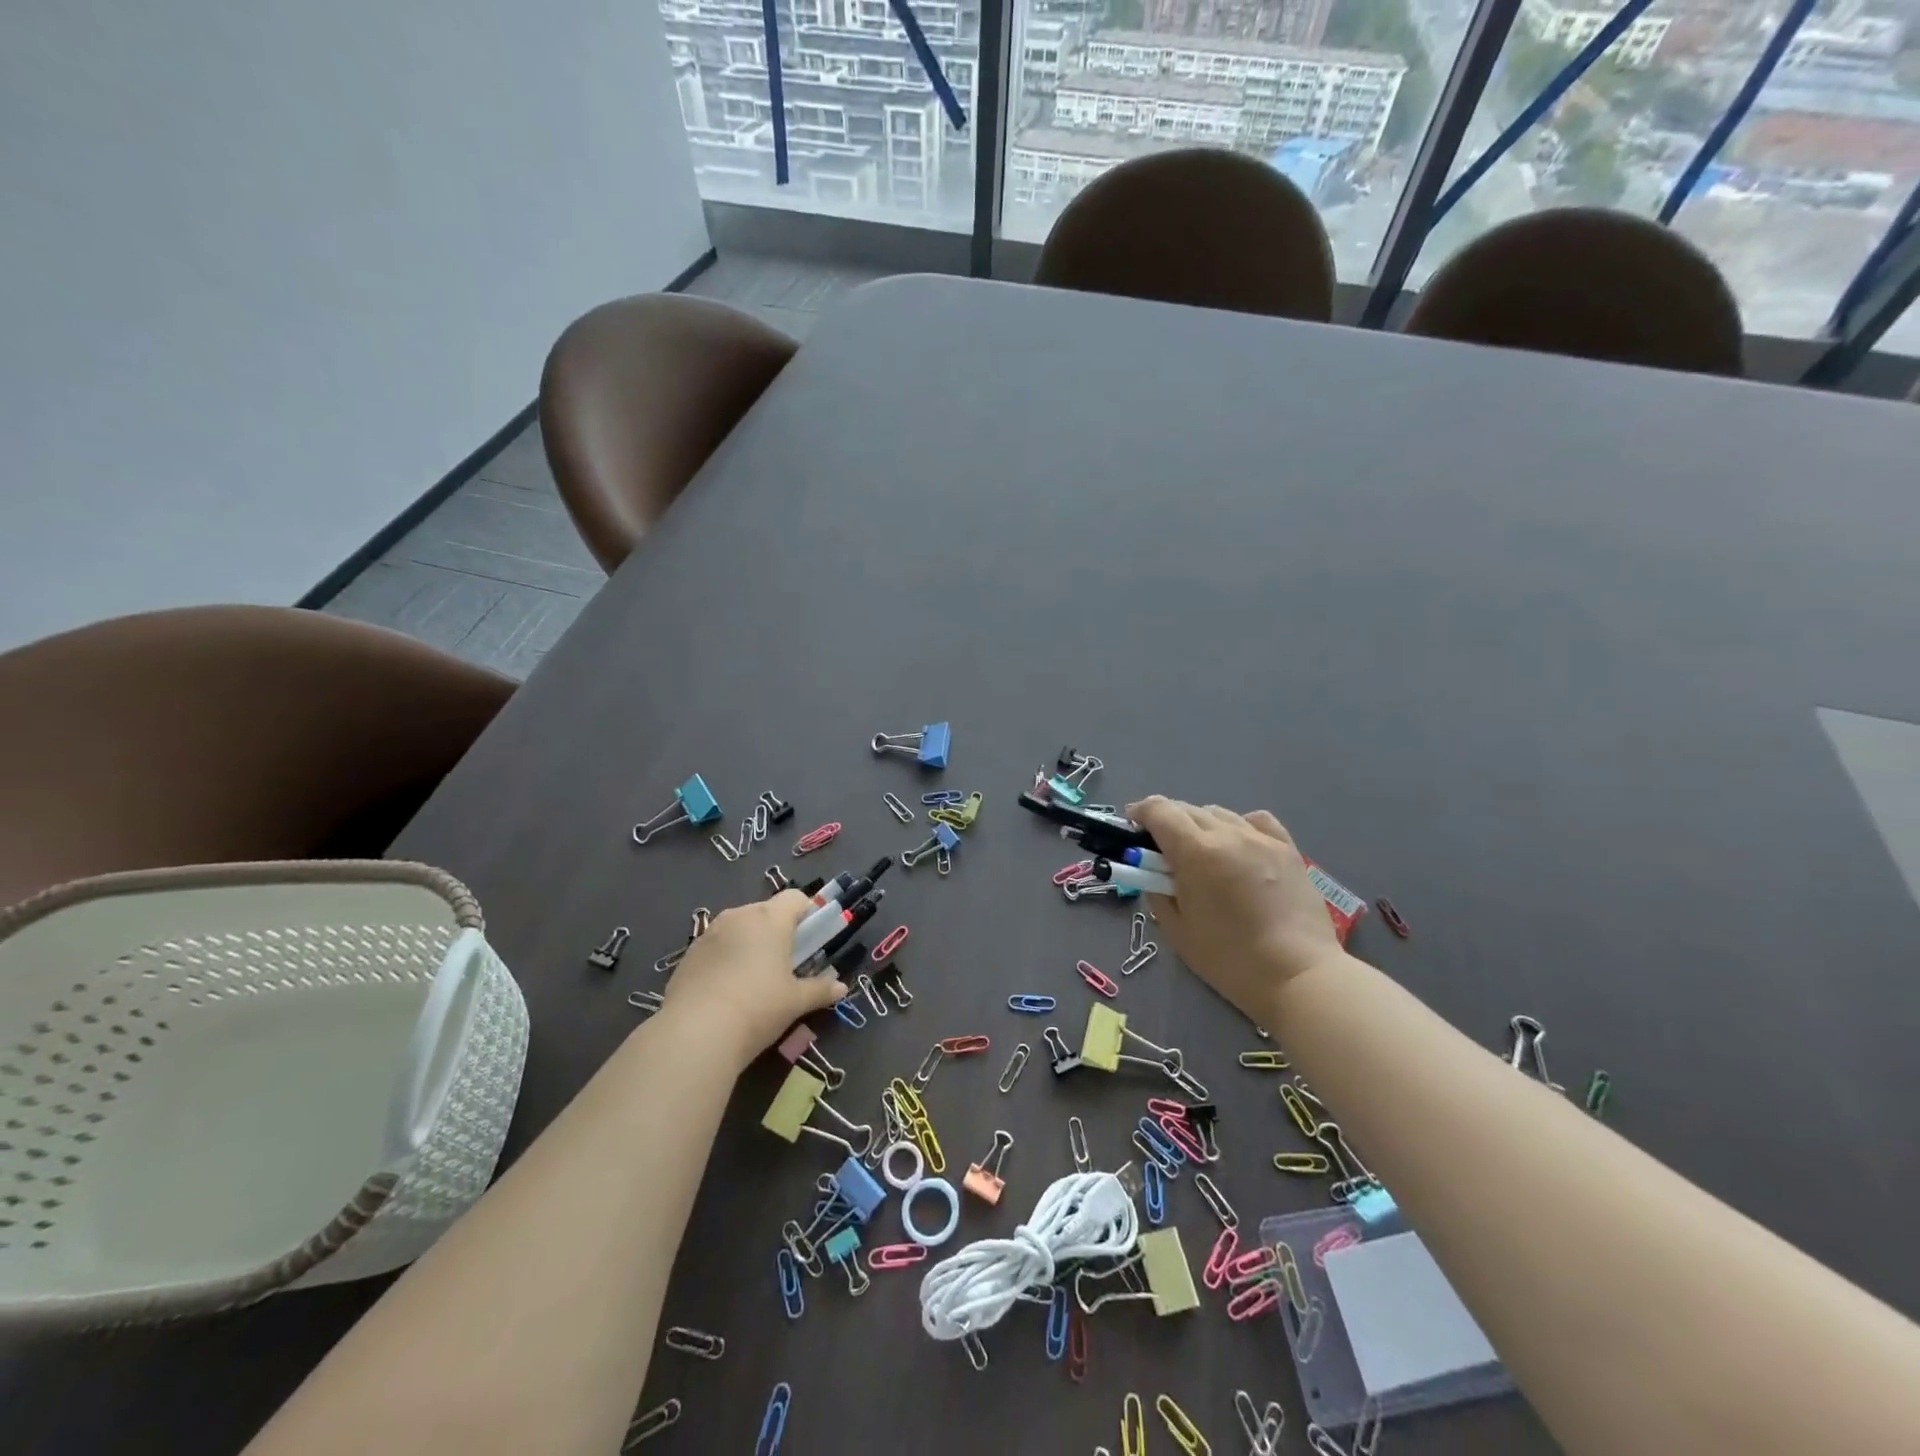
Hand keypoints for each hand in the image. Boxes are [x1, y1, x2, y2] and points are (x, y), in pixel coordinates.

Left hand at [659, 891, 845, 1068]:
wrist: (695, 1034)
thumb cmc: (757, 1008)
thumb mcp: (795, 1002)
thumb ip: (820, 989)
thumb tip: (841, 987)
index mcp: (770, 919)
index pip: (795, 898)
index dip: (807, 913)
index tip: (811, 940)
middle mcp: (739, 916)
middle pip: (766, 911)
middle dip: (778, 931)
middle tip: (785, 964)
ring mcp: (710, 933)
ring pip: (739, 928)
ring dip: (750, 943)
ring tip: (753, 980)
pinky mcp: (688, 953)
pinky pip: (716, 946)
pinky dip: (726, 958)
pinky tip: (726, 991)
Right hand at [1127, 797, 1345, 1022]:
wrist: (1298, 976)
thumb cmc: (1230, 960)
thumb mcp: (1177, 931)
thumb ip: (1159, 893)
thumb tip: (1155, 875)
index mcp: (1195, 852)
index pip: (1160, 811)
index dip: (1140, 813)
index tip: (1132, 827)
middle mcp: (1228, 834)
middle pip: (1187, 809)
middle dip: (1167, 822)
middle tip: (1161, 850)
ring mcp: (1261, 839)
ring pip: (1220, 813)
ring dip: (1200, 824)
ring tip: (1201, 852)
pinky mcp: (1288, 849)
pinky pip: (1256, 821)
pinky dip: (1238, 826)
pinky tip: (1238, 846)